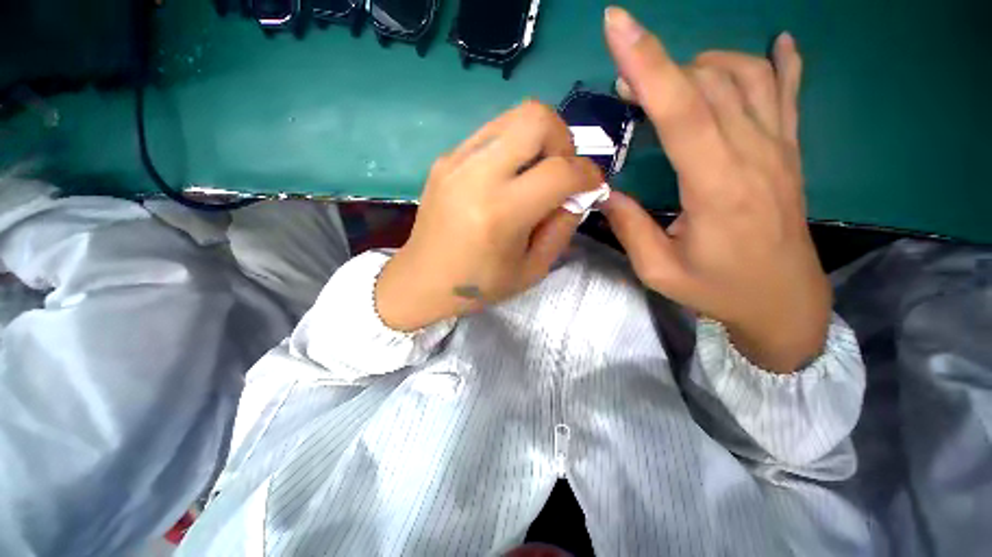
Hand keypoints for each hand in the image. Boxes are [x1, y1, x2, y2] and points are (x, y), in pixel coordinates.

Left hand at [375, 101, 602, 331]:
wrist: (422, 280)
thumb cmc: (479, 284)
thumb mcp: (532, 269)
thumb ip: (562, 227)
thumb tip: (579, 193)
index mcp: (501, 213)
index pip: (560, 171)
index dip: (588, 174)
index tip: (591, 185)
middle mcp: (477, 176)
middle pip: (537, 118)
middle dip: (563, 140)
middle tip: (560, 171)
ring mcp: (456, 161)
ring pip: (514, 116)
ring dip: (538, 139)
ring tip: (535, 173)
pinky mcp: (445, 158)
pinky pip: (492, 133)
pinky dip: (513, 146)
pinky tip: (507, 176)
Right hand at [601, 7, 830, 372]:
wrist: (784, 301)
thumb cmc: (720, 291)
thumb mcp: (659, 271)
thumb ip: (630, 228)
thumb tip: (604, 191)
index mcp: (717, 188)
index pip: (681, 110)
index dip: (648, 63)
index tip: (618, 25)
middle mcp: (754, 155)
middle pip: (708, 83)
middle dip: (660, 68)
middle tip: (626, 84)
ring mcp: (779, 148)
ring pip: (746, 76)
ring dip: (702, 64)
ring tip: (670, 80)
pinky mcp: (790, 152)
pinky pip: (789, 92)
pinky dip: (780, 62)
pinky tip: (775, 44)